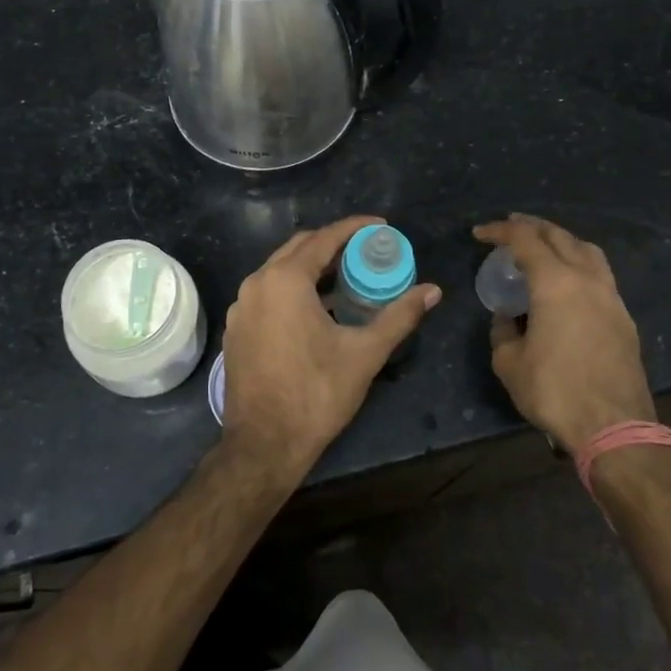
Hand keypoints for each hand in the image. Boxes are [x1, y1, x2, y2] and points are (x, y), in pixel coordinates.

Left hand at [220, 215, 441, 477]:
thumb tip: (433, 291)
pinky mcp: (236, 328)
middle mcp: (256, 283)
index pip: (324, 238)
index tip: (381, 226)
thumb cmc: (316, 394)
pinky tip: (316, 308)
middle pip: (299, 247)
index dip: (354, 228)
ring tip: (345, 276)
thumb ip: (399, 316)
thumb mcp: (365, 353)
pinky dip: (292, 288)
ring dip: (311, 266)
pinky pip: (267, 293)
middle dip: (332, 243)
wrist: (264, 445)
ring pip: (279, 270)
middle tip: (365, 250)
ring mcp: (241, 307)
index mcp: (285, 280)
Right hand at [473, 214, 654, 453]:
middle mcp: (587, 279)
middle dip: (532, 227)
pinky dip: (579, 265)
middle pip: (560, 236)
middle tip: (511, 227)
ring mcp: (611, 297)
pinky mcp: (624, 318)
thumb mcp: (509, 363)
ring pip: (587, 251)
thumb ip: (503, 331)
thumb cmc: (555, 391)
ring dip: (562, 241)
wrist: (615, 427)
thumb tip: (507, 317)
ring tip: (544, 247)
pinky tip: (567, 283)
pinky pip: (600, 275)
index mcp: (555, 283)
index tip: (480, 234)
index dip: (500, 231)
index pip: (525, 239)